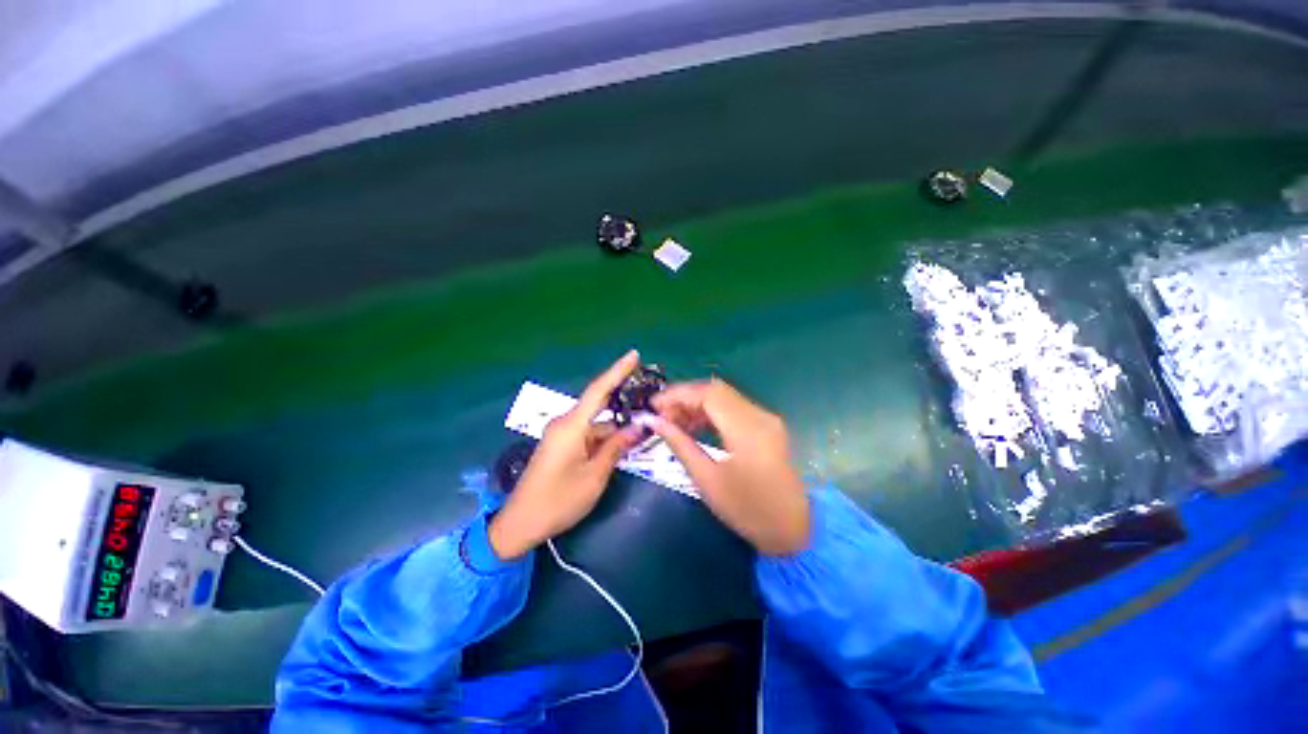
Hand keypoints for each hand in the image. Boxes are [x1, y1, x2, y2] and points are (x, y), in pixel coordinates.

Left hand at [489, 351, 644, 559]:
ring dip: (616, 427)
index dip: (617, 371)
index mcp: (571, 426)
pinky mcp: (561, 445)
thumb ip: (616, 448)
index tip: (634, 354)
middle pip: (600, 405)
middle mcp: (565, 423)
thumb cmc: (558, 501)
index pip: (598, 390)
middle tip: (649, 400)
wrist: (520, 524)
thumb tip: (638, 427)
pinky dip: (605, 437)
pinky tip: (622, 443)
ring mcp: (562, 434)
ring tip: (642, 430)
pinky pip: (588, 434)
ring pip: (596, 423)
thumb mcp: (594, 476)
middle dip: (624, 402)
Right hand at [648, 378, 810, 555]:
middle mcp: (759, 415)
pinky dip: (711, 413)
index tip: (653, 405)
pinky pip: (733, 408)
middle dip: (685, 398)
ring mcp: (765, 418)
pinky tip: (695, 427)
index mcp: (746, 428)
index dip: (677, 394)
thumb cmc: (748, 510)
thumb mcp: (707, 480)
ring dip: (697, 404)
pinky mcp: (767, 425)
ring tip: (674, 423)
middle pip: (716, 390)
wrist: (795, 529)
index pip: (707, 393)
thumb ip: (680, 445)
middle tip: (662, 415)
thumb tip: (654, 422)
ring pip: (724, 397)